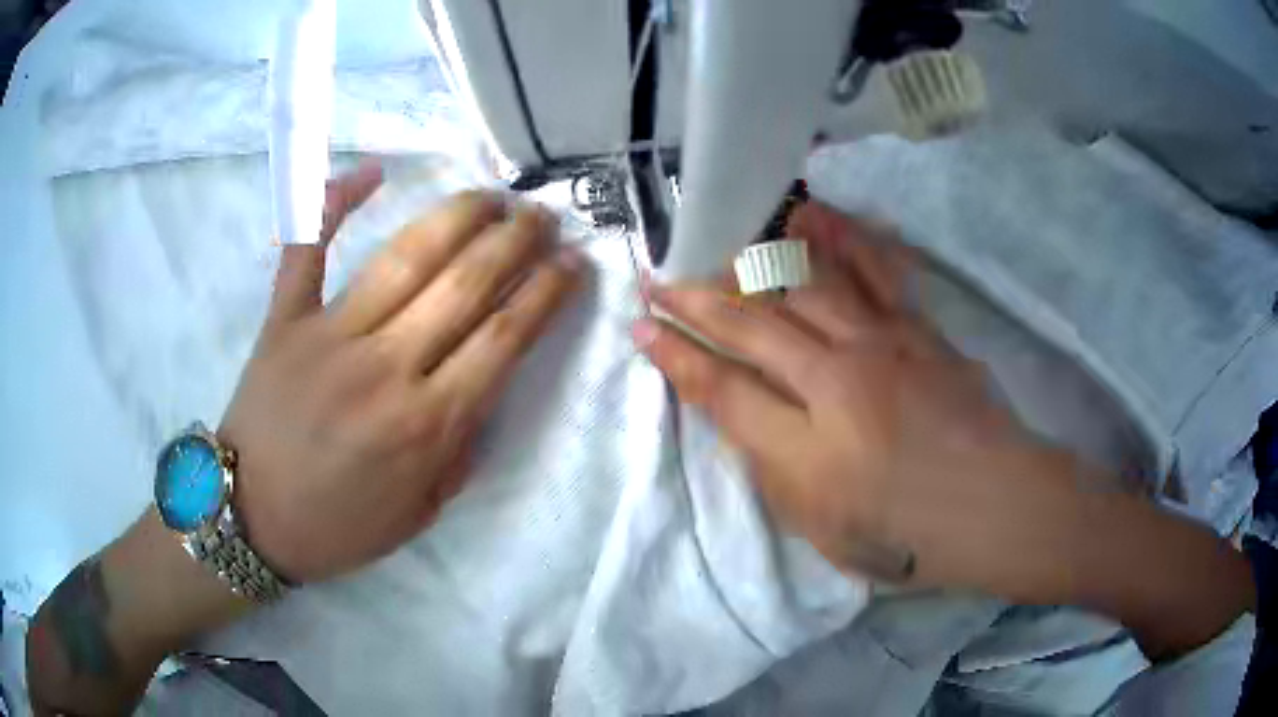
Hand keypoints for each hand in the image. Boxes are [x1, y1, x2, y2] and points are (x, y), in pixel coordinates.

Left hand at [221, 168, 584, 582]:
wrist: (252, 519)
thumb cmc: (338, 526)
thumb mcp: (420, 513)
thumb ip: (460, 449)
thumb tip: (484, 386)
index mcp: (425, 425)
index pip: (503, 340)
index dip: (546, 294)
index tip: (572, 263)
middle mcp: (385, 369)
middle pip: (466, 286)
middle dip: (516, 242)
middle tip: (542, 217)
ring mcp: (329, 335)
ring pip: (406, 258)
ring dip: (458, 217)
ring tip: (492, 196)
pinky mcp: (284, 319)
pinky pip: (308, 249)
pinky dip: (334, 203)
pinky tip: (371, 172)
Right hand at [635, 201, 1075, 594]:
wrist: (995, 506)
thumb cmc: (907, 536)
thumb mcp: (822, 528)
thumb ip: (774, 471)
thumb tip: (741, 419)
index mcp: (806, 447)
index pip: (721, 389)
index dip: (675, 357)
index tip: (641, 328)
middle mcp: (836, 383)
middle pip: (751, 327)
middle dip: (694, 301)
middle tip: (657, 279)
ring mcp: (881, 345)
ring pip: (803, 286)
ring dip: (751, 263)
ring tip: (717, 247)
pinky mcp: (917, 329)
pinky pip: (874, 272)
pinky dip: (839, 239)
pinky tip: (812, 214)